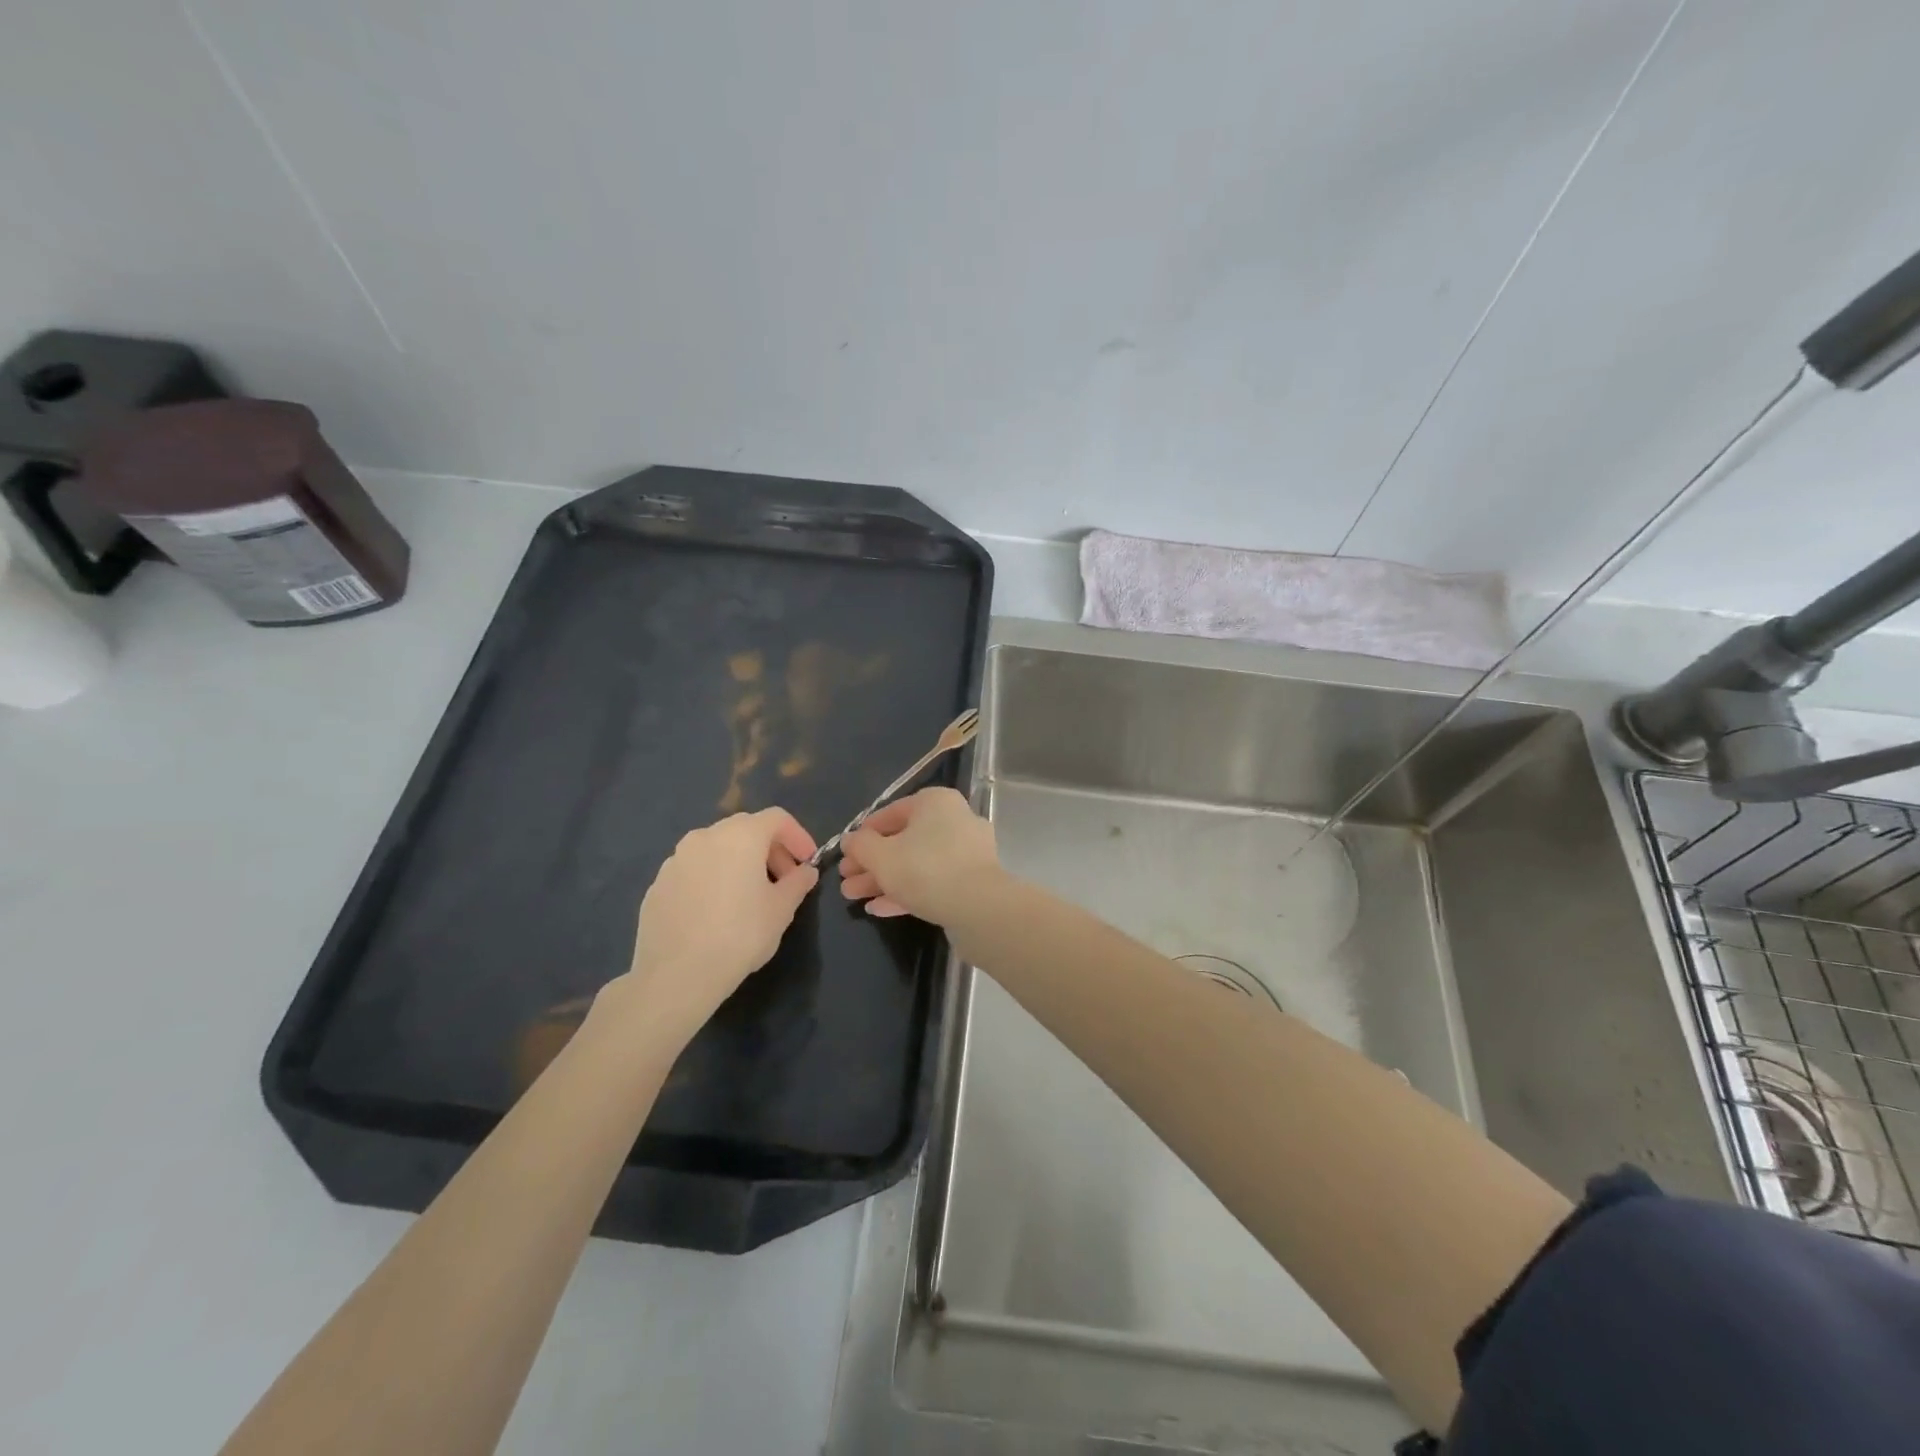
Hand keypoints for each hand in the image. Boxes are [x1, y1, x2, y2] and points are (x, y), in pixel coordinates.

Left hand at [615, 808, 819, 1038]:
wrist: (677, 974)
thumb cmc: (740, 935)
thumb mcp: (781, 910)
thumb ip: (797, 883)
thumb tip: (805, 872)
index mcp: (740, 836)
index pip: (777, 818)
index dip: (798, 836)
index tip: (807, 862)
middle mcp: (705, 836)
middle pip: (746, 829)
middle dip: (770, 849)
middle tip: (783, 879)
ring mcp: (676, 859)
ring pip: (716, 848)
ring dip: (739, 862)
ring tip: (749, 895)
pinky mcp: (658, 884)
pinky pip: (694, 870)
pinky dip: (712, 878)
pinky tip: (717, 911)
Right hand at [839, 787, 1001, 924]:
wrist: (980, 908)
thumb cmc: (926, 869)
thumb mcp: (881, 856)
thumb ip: (860, 845)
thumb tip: (850, 839)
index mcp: (935, 803)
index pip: (891, 812)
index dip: (864, 834)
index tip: (846, 853)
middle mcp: (955, 820)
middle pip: (903, 840)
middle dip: (871, 863)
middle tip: (846, 880)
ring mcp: (966, 852)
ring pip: (916, 863)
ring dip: (884, 880)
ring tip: (854, 897)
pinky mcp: (972, 881)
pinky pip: (933, 882)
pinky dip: (906, 892)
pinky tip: (878, 909)